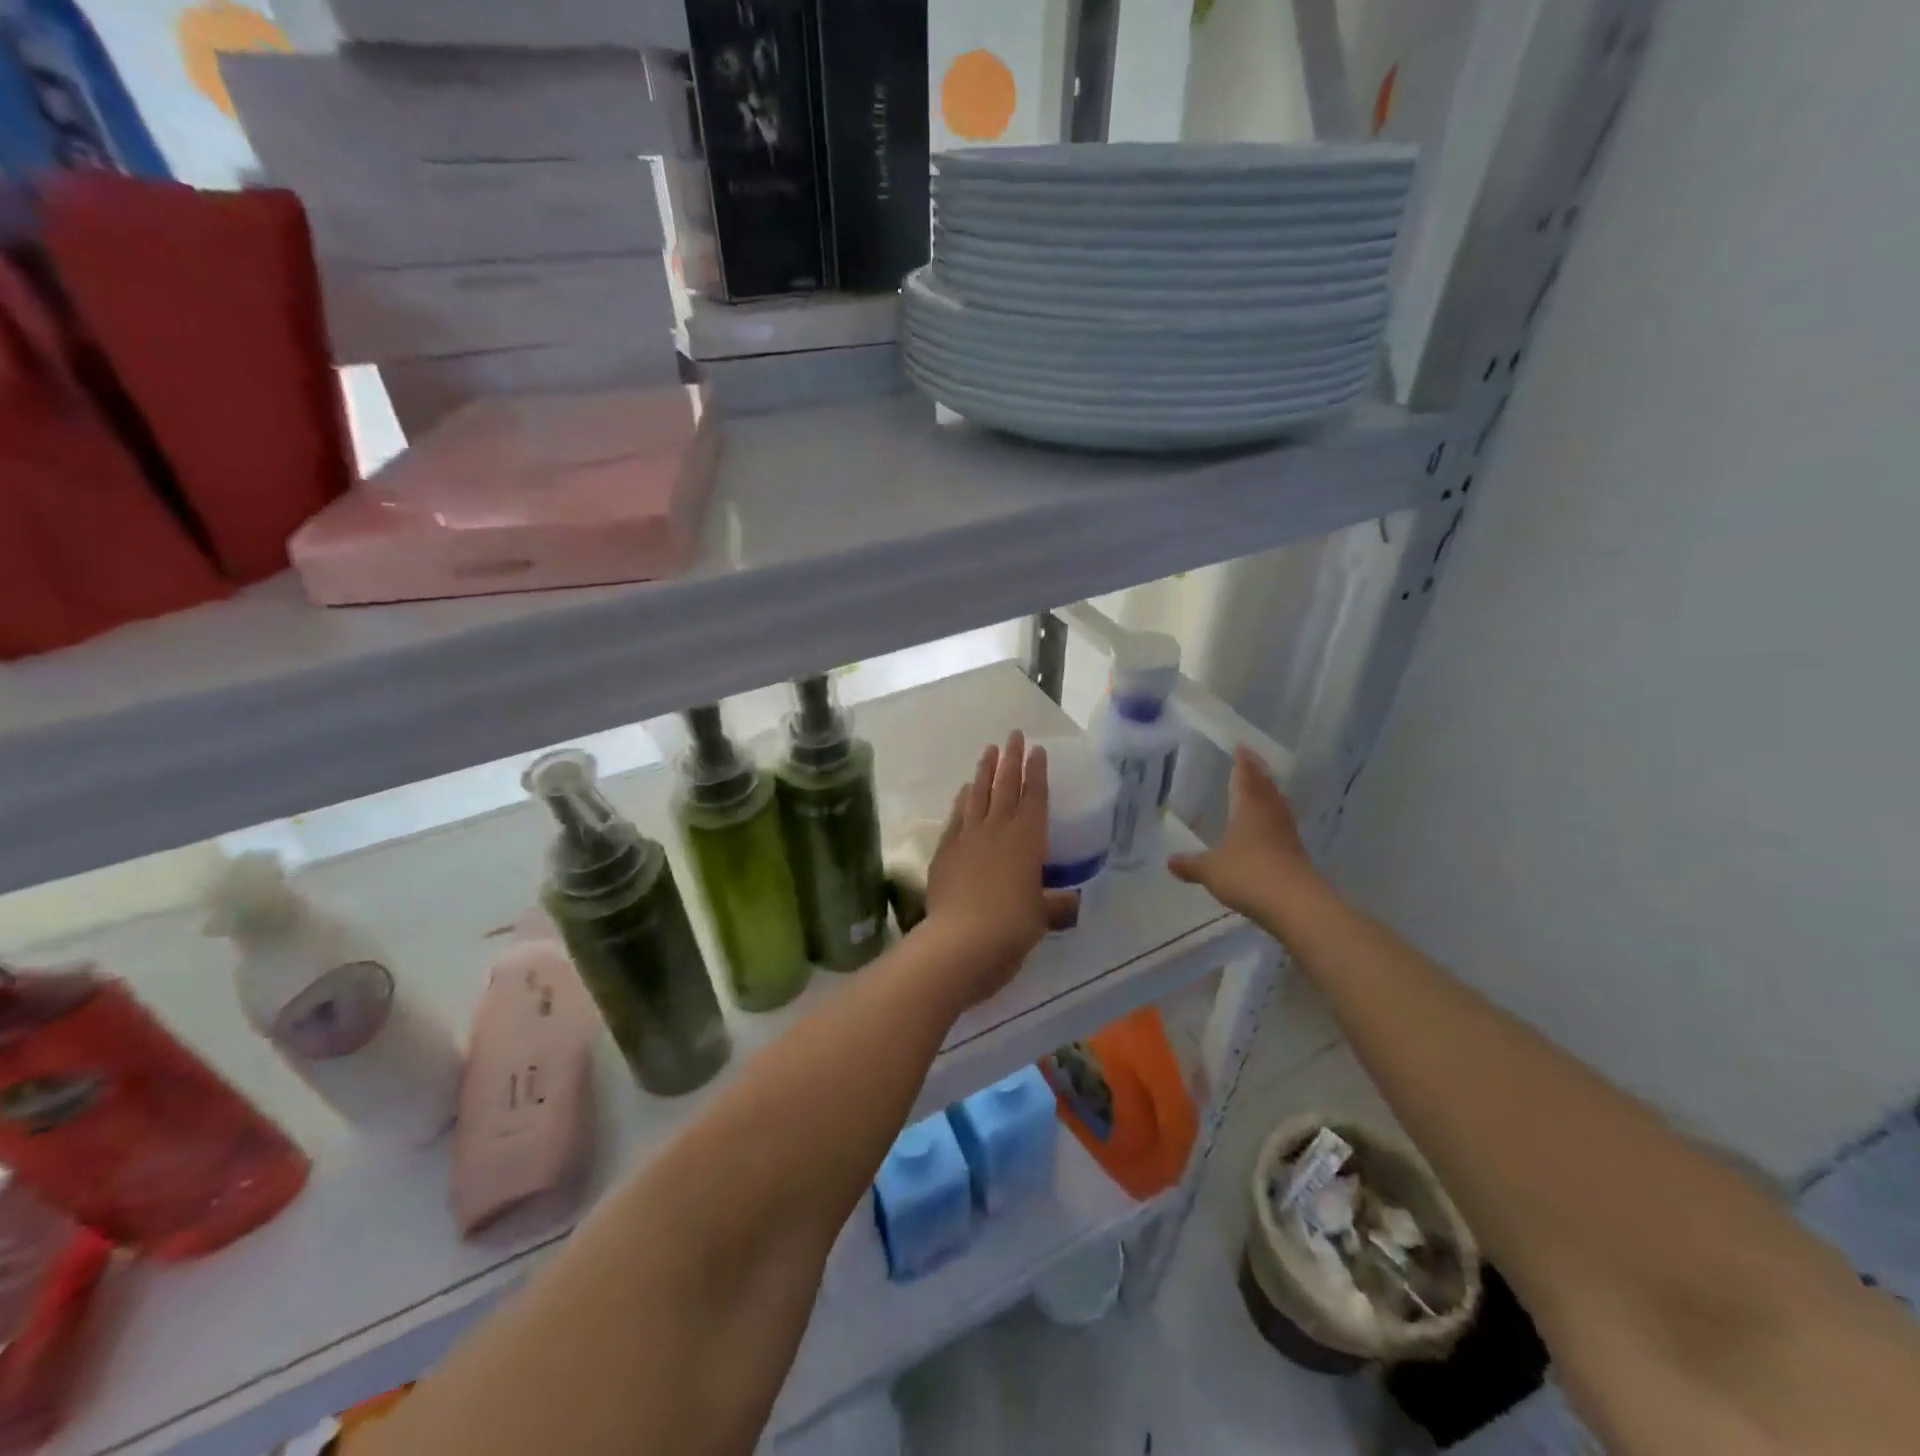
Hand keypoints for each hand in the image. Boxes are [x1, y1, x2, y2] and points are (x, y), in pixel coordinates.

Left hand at [921, 732, 1070, 1005]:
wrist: (962, 940)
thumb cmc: (1013, 926)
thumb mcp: (1042, 916)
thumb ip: (1056, 905)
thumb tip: (1070, 903)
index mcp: (1028, 839)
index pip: (1035, 796)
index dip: (1037, 771)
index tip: (1037, 749)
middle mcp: (998, 829)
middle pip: (1005, 786)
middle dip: (1010, 759)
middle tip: (1012, 735)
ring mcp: (968, 837)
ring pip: (978, 795)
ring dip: (984, 771)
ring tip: (988, 751)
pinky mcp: (945, 851)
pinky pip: (956, 817)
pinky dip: (961, 801)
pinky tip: (963, 792)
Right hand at [1167, 746, 1320, 917]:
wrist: (1295, 904)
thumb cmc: (1248, 874)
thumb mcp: (1210, 870)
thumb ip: (1190, 864)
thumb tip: (1169, 861)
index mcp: (1249, 807)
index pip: (1246, 776)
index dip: (1242, 762)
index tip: (1241, 747)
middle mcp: (1270, 814)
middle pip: (1265, 787)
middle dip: (1257, 774)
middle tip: (1250, 762)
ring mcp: (1286, 834)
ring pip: (1276, 806)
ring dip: (1267, 795)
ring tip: (1258, 791)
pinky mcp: (1296, 854)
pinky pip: (1281, 827)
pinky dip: (1271, 820)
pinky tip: (1264, 829)